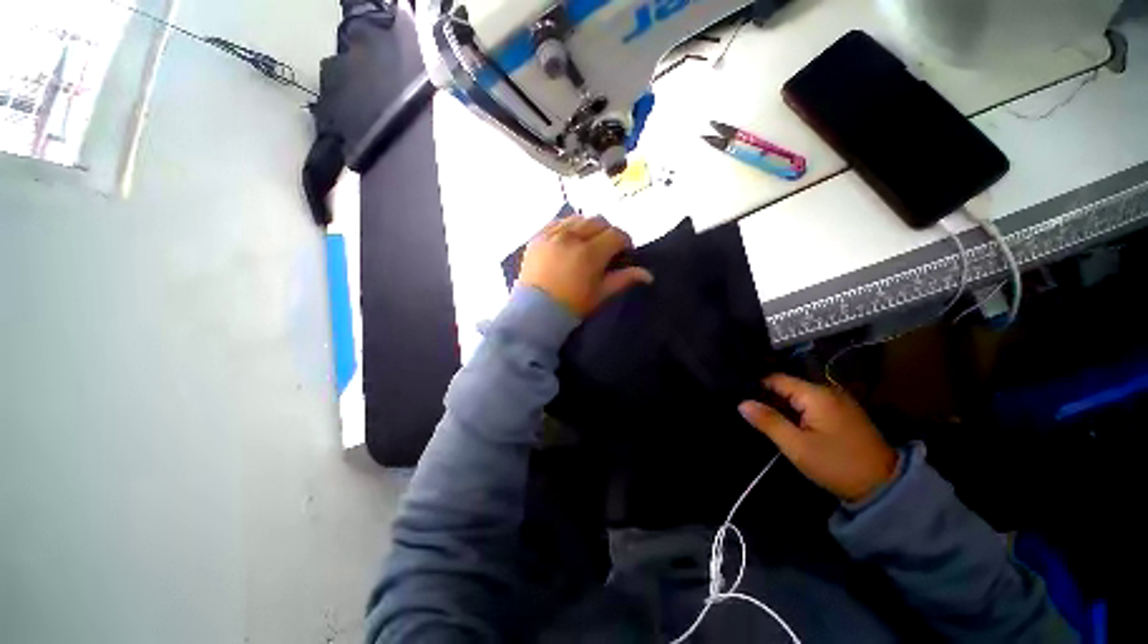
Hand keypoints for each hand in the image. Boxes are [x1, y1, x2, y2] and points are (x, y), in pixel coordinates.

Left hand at [519, 215, 653, 317]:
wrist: (535, 313)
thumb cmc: (572, 306)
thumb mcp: (601, 294)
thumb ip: (623, 279)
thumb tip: (648, 275)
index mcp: (589, 253)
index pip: (616, 235)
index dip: (625, 241)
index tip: (625, 252)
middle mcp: (571, 237)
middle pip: (598, 222)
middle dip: (608, 233)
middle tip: (607, 248)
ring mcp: (552, 234)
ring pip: (578, 218)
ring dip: (588, 227)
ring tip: (587, 243)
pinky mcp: (537, 236)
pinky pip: (558, 222)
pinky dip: (568, 227)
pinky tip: (569, 240)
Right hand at [739, 374, 897, 502]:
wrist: (885, 487)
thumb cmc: (836, 464)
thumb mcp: (797, 446)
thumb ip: (769, 421)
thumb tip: (742, 403)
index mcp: (816, 394)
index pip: (776, 379)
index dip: (756, 385)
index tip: (738, 395)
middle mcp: (828, 390)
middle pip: (788, 386)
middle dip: (768, 396)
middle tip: (748, 409)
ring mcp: (838, 401)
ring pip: (799, 396)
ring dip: (782, 404)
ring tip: (762, 416)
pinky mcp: (844, 413)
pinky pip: (812, 404)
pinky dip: (797, 410)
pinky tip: (787, 421)